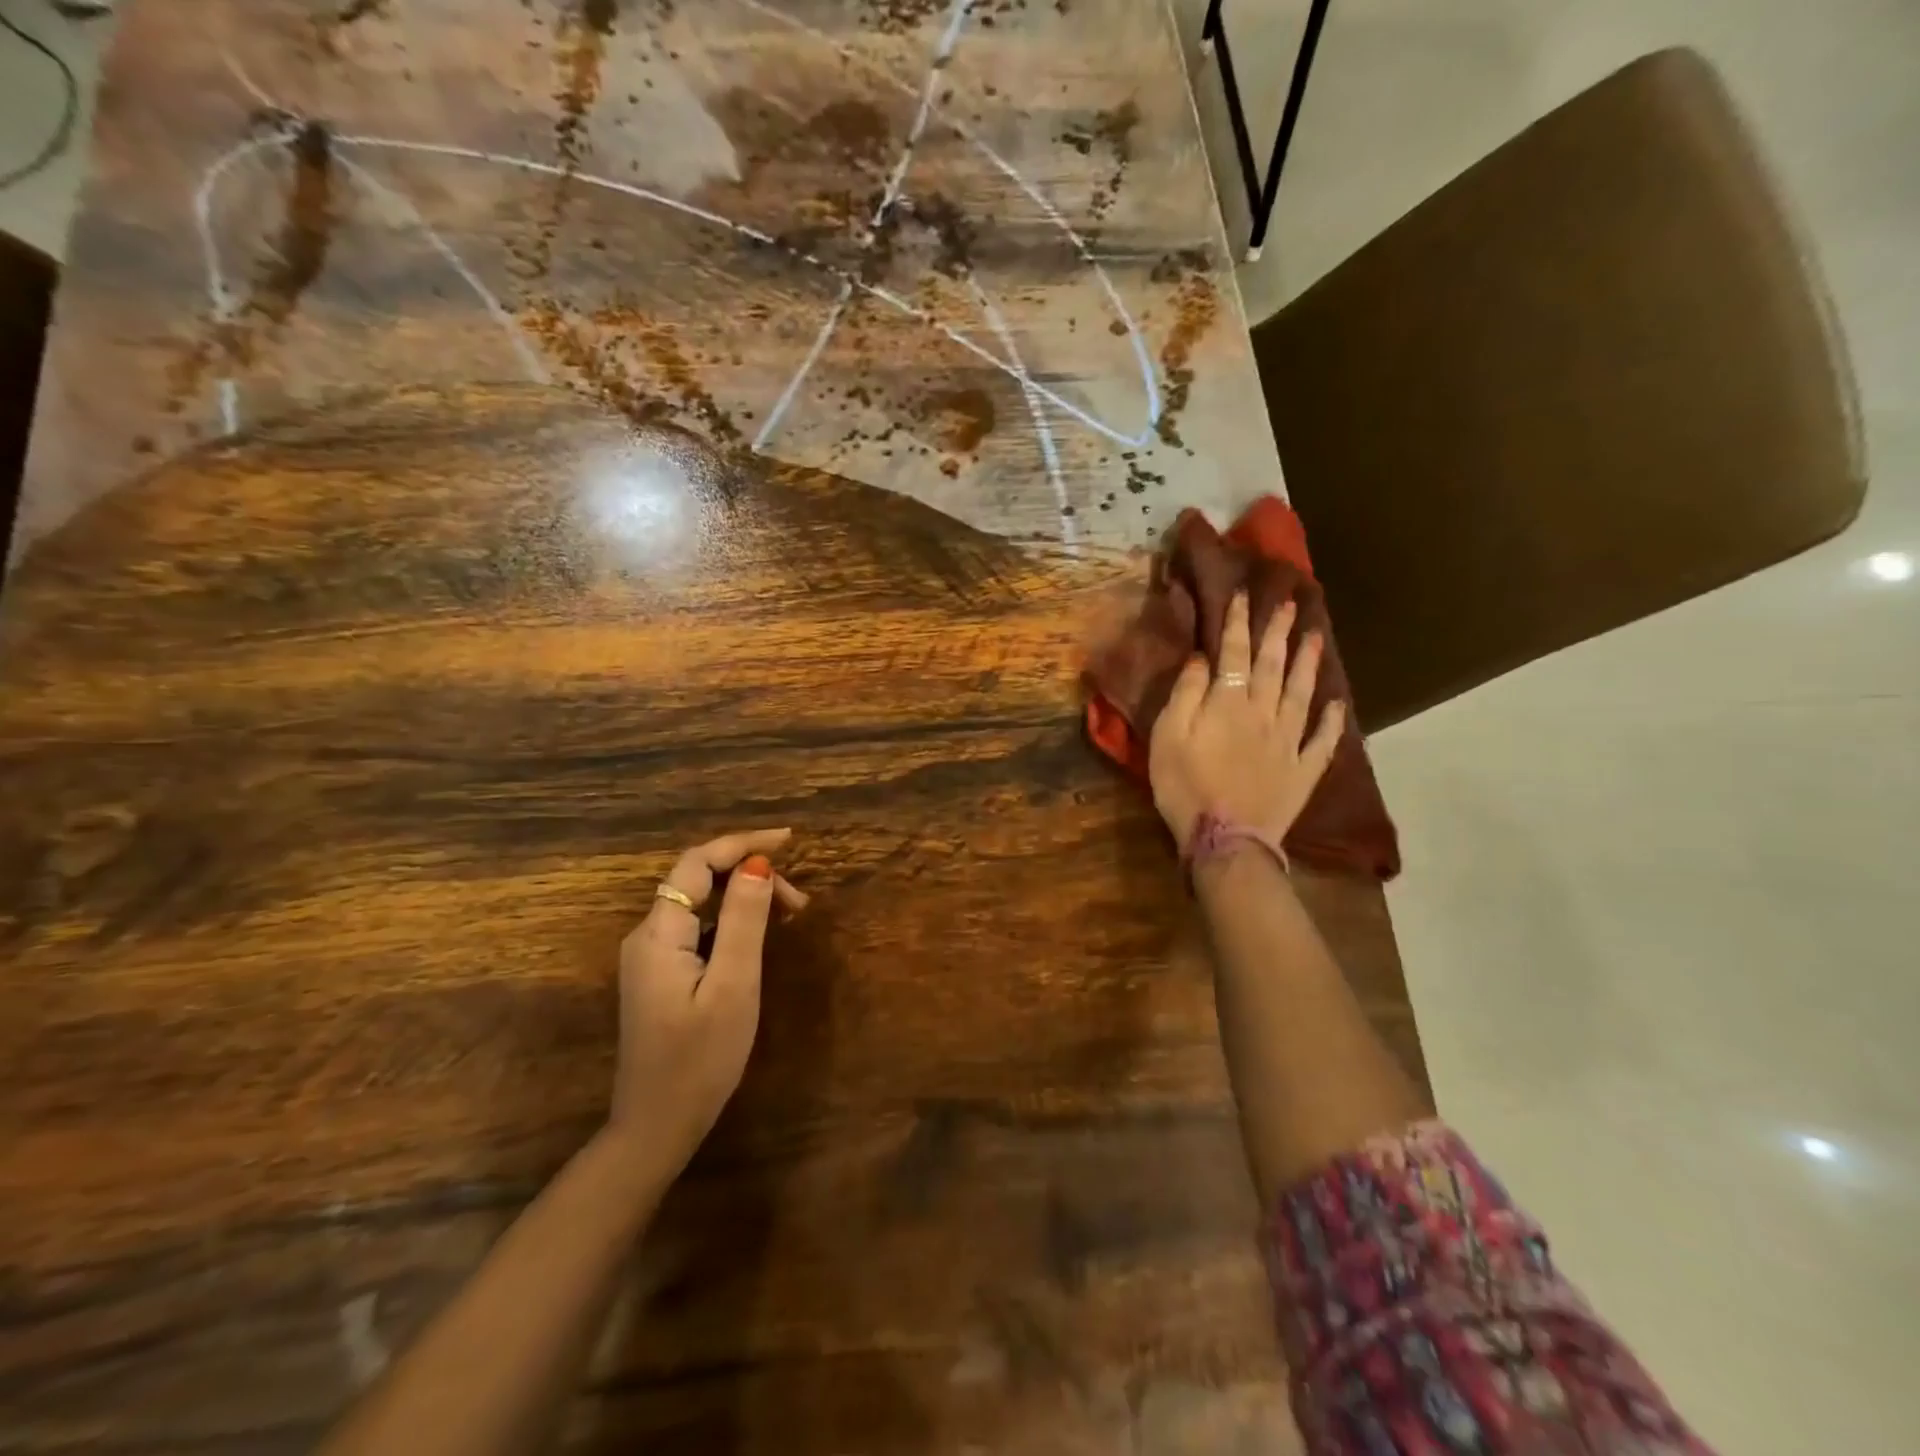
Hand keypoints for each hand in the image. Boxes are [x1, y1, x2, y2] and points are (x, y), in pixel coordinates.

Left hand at [608, 828, 807, 1176]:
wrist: (656, 1128)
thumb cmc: (700, 1061)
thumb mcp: (733, 987)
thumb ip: (744, 921)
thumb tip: (758, 863)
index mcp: (659, 934)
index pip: (697, 863)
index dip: (742, 844)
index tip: (789, 841)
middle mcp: (647, 936)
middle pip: (698, 880)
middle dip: (750, 874)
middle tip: (799, 902)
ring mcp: (651, 957)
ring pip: (700, 904)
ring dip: (744, 897)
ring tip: (790, 915)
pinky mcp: (661, 975)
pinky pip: (698, 929)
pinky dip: (732, 920)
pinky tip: (759, 936)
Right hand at [1149, 591, 1344, 850]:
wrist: (1225, 839)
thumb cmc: (1185, 787)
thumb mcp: (1169, 737)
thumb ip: (1185, 695)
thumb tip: (1201, 658)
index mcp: (1229, 704)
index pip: (1235, 654)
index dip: (1239, 623)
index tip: (1244, 594)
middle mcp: (1265, 714)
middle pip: (1273, 666)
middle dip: (1279, 632)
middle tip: (1290, 603)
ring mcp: (1289, 742)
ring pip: (1302, 694)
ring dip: (1308, 663)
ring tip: (1316, 637)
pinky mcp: (1303, 770)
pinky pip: (1323, 740)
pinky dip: (1333, 720)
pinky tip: (1339, 704)